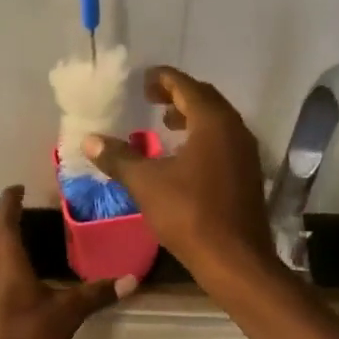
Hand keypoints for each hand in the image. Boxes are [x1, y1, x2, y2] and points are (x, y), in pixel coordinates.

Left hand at [0, 186, 132, 338]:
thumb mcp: (66, 315)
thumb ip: (96, 294)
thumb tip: (132, 279)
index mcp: (6, 260)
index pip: (5, 218)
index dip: (10, 201)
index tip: (17, 188)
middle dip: (2, 217)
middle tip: (18, 208)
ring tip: (13, 236)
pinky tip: (6, 274)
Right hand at [83, 66, 276, 279]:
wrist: (234, 258)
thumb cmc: (189, 214)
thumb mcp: (146, 184)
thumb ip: (119, 158)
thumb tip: (90, 140)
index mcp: (213, 122)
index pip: (187, 86)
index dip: (163, 79)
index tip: (143, 80)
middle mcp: (235, 130)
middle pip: (206, 100)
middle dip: (178, 96)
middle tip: (151, 99)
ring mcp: (246, 153)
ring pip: (217, 123)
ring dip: (192, 118)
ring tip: (165, 125)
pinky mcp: (248, 175)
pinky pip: (224, 143)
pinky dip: (203, 139)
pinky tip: (184, 158)